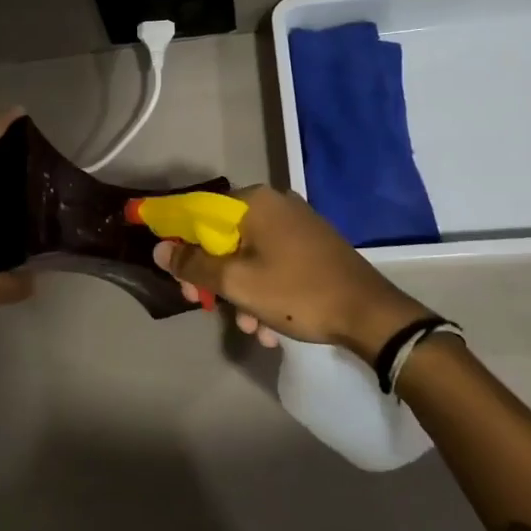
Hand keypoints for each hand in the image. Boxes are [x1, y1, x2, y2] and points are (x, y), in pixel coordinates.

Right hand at [153, 186, 430, 360]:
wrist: (370, 315)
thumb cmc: (297, 293)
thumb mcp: (237, 283)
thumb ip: (193, 265)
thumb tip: (160, 249)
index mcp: (254, 202)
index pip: (198, 211)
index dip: (179, 242)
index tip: (177, 277)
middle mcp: (275, 204)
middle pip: (223, 237)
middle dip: (213, 277)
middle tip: (206, 306)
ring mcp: (296, 224)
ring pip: (248, 256)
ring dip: (240, 293)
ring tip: (250, 329)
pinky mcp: (312, 245)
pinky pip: (272, 263)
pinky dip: (264, 292)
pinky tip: (270, 327)